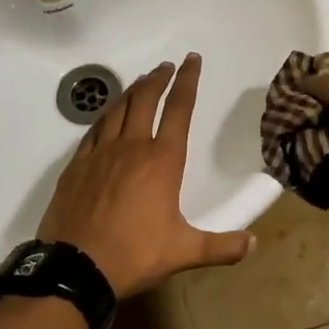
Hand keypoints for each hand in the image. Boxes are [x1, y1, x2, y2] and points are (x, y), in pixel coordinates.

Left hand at [36, 53, 253, 296]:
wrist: (75, 267)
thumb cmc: (135, 254)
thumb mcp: (184, 252)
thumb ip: (221, 246)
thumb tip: (253, 244)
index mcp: (162, 161)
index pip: (179, 110)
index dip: (188, 81)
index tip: (192, 60)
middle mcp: (131, 147)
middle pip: (146, 100)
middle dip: (159, 79)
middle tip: (167, 66)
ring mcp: (100, 153)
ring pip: (118, 109)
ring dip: (132, 91)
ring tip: (141, 82)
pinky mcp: (76, 165)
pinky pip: (94, 129)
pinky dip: (105, 115)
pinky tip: (108, 115)